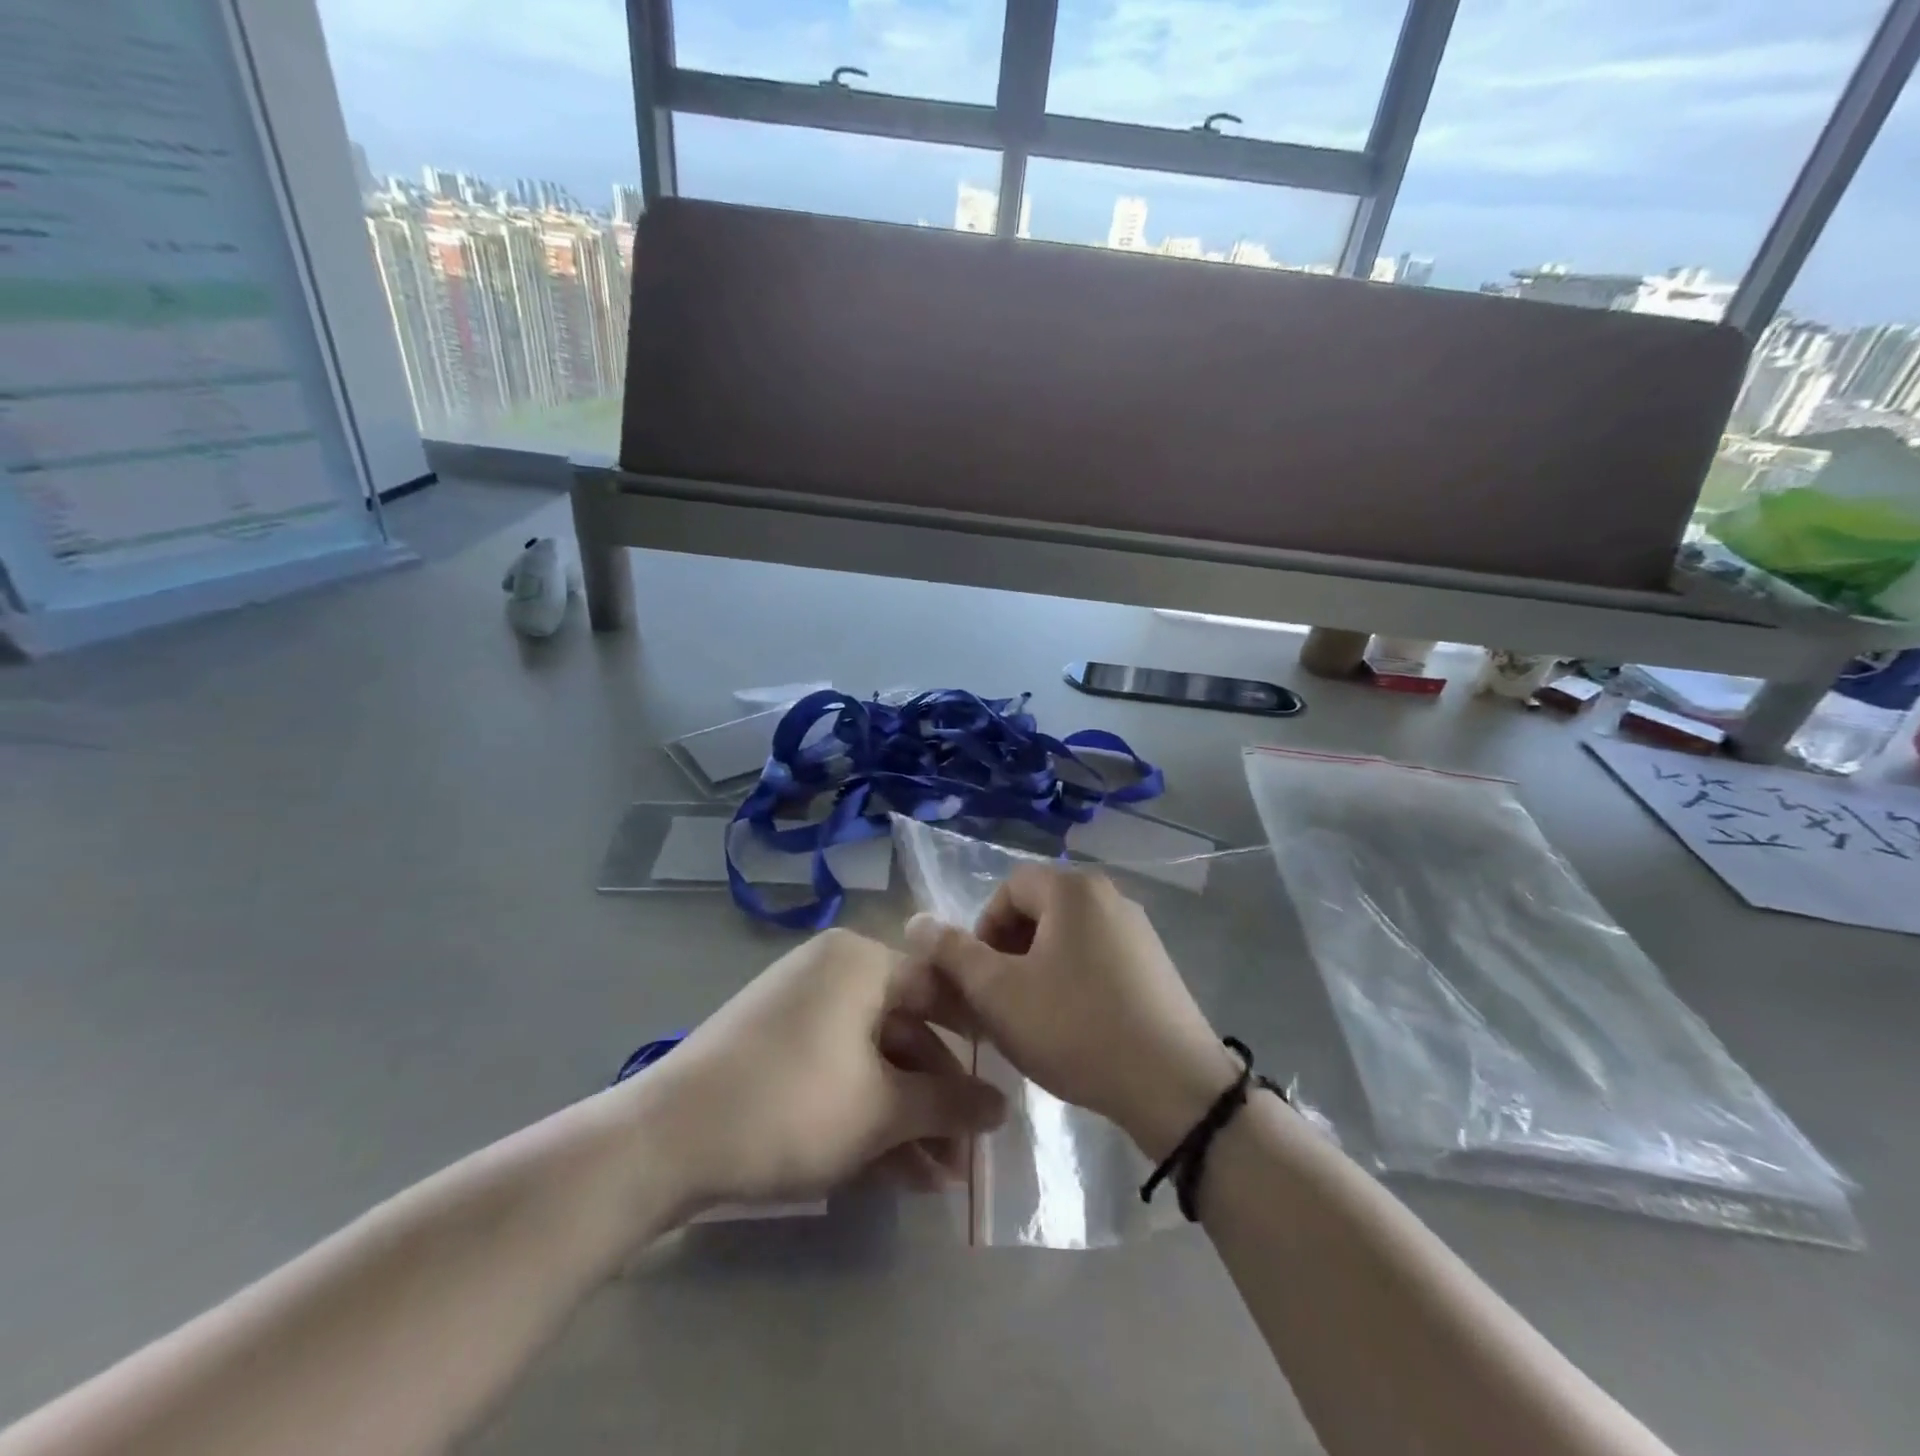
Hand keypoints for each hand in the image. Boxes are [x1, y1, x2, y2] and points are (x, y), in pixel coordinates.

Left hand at [636, 928, 1006, 1214]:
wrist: (664, 1142)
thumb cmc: (791, 1105)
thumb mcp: (881, 1108)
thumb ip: (949, 1104)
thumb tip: (1004, 1108)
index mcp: (860, 961)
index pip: (938, 988)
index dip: (975, 1039)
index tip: (1003, 1084)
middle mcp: (833, 973)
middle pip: (906, 1031)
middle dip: (938, 1099)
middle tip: (970, 1154)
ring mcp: (801, 1011)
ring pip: (873, 1061)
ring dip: (907, 1118)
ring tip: (940, 1181)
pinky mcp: (776, 1050)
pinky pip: (839, 1073)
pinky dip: (867, 1116)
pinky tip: (898, 1173)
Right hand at [905, 865, 1239, 1160]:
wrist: (1173, 1085)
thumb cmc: (1075, 1027)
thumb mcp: (998, 992)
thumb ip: (952, 953)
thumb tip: (916, 920)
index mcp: (1073, 889)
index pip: (1008, 889)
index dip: (982, 930)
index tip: (980, 980)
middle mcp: (1109, 896)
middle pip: (1039, 911)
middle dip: (1009, 953)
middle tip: (1001, 1002)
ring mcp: (1138, 931)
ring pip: (1067, 938)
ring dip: (1039, 971)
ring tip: (1033, 1020)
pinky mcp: (1156, 966)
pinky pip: (1098, 959)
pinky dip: (1074, 982)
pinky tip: (1074, 1028)